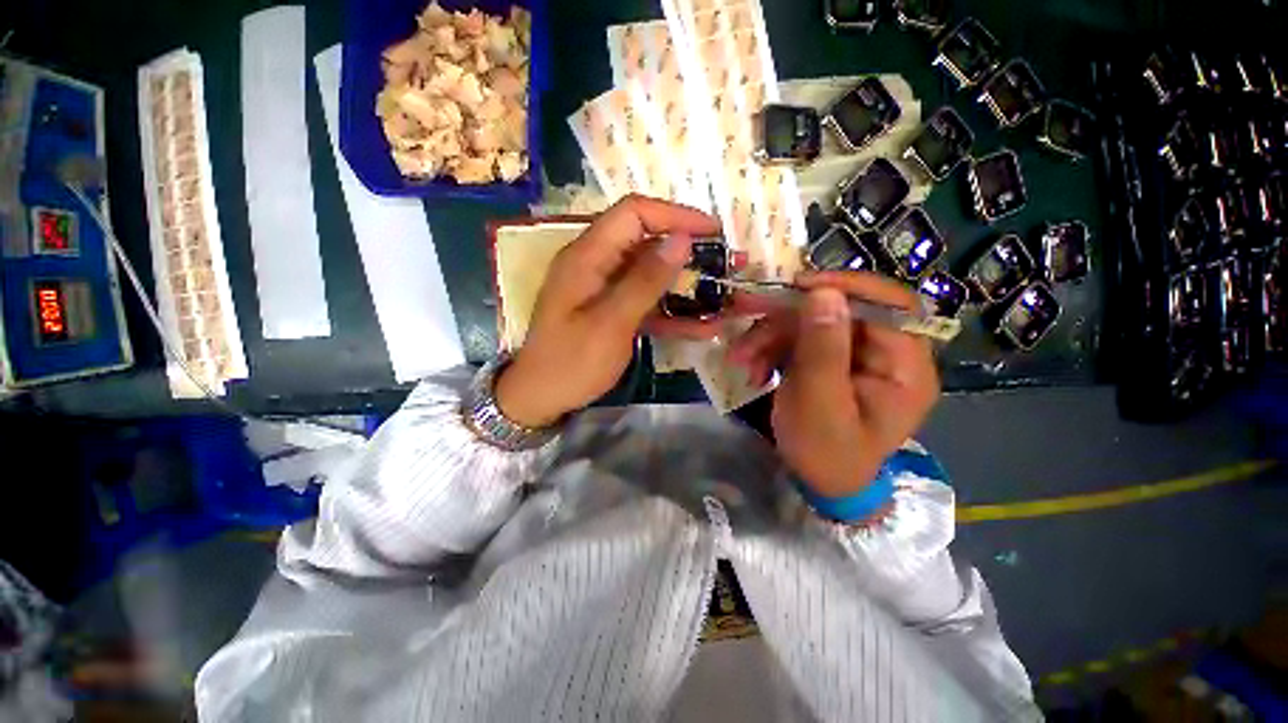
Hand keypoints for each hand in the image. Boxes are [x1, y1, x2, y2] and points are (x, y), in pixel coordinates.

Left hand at [495, 195, 725, 427]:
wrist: (541, 398)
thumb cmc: (571, 362)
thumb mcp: (611, 322)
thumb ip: (645, 281)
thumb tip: (681, 240)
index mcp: (588, 256)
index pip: (634, 214)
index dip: (675, 215)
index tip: (712, 231)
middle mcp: (597, 264)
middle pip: (647, 242)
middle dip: (689, 252)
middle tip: (726, 264)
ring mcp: (606, 288)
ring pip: (652, 275)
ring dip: (687, 285)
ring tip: (723, 295)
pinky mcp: (614, 311)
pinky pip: (647, 302)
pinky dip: (673, 312)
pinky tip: (703, 327)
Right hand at [727, 272, 939, 497]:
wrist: (817, 482)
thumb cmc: (825, 452)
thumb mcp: (820, 403)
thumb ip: (823, 349)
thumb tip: (824, 292)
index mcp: (905, 366)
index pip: (889, 304)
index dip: (846, 286)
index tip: (799, 285)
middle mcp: (885, 352)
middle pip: (840, 310)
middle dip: (788, 316)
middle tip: (746, 311)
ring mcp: (854, 355)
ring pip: (811, 322)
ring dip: (770, 335)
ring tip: (741, 358)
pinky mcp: (829, 360)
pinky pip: (799, 339)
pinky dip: (771, 348)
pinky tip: (753, 367)